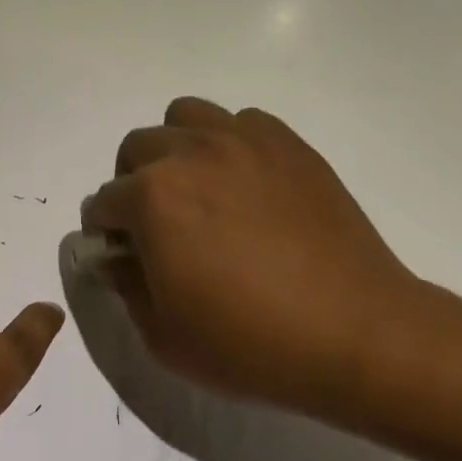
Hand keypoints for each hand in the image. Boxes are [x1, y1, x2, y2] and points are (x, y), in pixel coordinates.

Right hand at [82, 97, 418, 413]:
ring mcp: (242, 142)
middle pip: (137, 147)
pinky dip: (231, 144)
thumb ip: (125, 286)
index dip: (106, 231)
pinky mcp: (288, 144)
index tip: (122, 254)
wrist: (358, 335)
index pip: (103, 201)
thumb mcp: (164, 336)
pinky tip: (248, 184)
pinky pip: (242, 122)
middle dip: (132, 182)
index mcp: (152, 198)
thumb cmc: (251, 344)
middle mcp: (189, 153)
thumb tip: (116, 256)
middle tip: (158, 222)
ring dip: (177, 147)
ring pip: (185, 116)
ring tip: (199, 187)